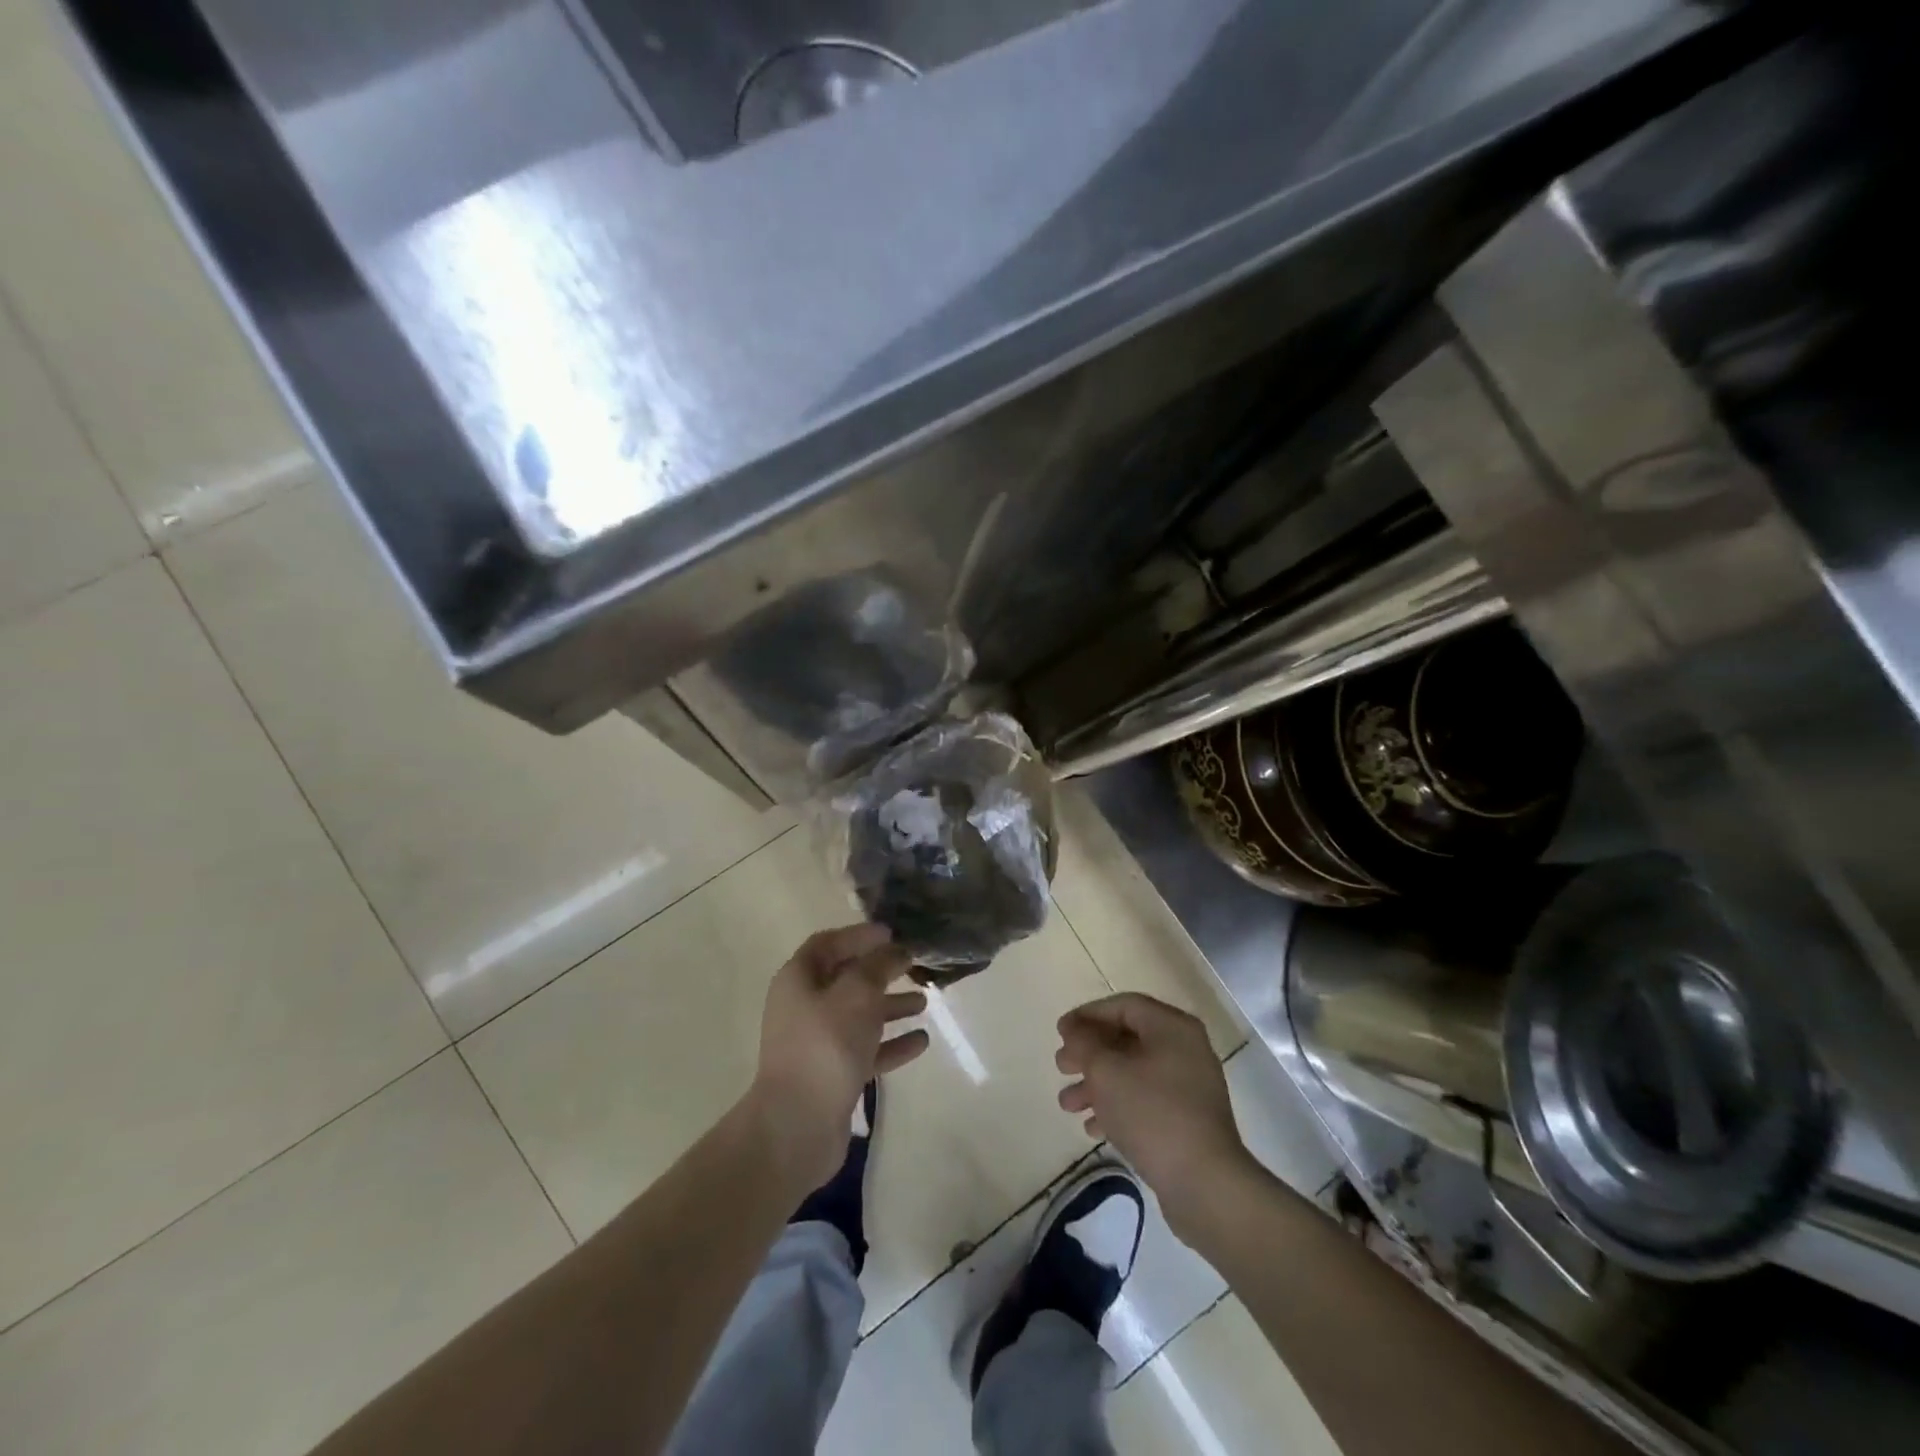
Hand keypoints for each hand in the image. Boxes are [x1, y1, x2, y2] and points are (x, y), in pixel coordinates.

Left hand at [748, 924, 929, 1191]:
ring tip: (925, 1001)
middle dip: (880, 971)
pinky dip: (891, 1044)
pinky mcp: (832, 1076)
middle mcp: (804, 1007)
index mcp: (799, 980)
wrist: (797, 1126)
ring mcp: (817, 1043)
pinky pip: (866, 1050)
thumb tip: (896, 950)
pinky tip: (922, 1042)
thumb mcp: (857, 993)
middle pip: (845, 979)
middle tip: (913, 965)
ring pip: (859, 1015)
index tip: (892, 934)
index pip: (828, 943)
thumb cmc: (826, 1045)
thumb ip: (879, 966)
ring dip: (890, 1006)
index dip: (859, 935)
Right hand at [1056, 993, 1252, 1238]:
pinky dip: (1118, 1108)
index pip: (1123, 1006)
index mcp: (1172, 1028)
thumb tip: (1075, 1028)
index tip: (1060, 1032)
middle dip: (1089, 1053)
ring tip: (1067, 1104)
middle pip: (1127, 1039)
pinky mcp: (1188, 1121)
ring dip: (1097, 1084)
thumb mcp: (1107, 1071)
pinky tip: (1092, 1128)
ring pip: (1133, 1073)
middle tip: (1061, 1067)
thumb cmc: (1152, 1114)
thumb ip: (1085, 1043)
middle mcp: (1185, 1050)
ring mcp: (1190, 1087)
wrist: (1205, 1184)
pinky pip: (1146, 1101)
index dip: (1088, 1015)